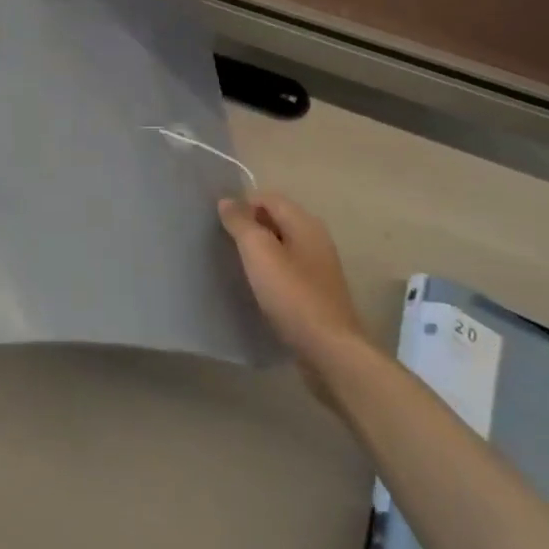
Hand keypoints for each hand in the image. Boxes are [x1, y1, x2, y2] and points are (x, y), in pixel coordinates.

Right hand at [218, 192, 364, 377]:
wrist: (329, 350)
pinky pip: (287, 270)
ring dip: (258, 251)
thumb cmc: (292, 295)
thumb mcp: (259, 253)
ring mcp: (319, 267)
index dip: (241, 205)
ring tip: (234, 265)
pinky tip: (255, 288)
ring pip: (280, 246)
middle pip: (275, 220)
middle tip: (221, 243)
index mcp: (305, 223)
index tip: (218, 223)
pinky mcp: (316, 293)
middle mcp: (316, 239)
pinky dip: (269, 272)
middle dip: (248, 227)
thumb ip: (241, 223)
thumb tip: (226, 200)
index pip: (268, 197)